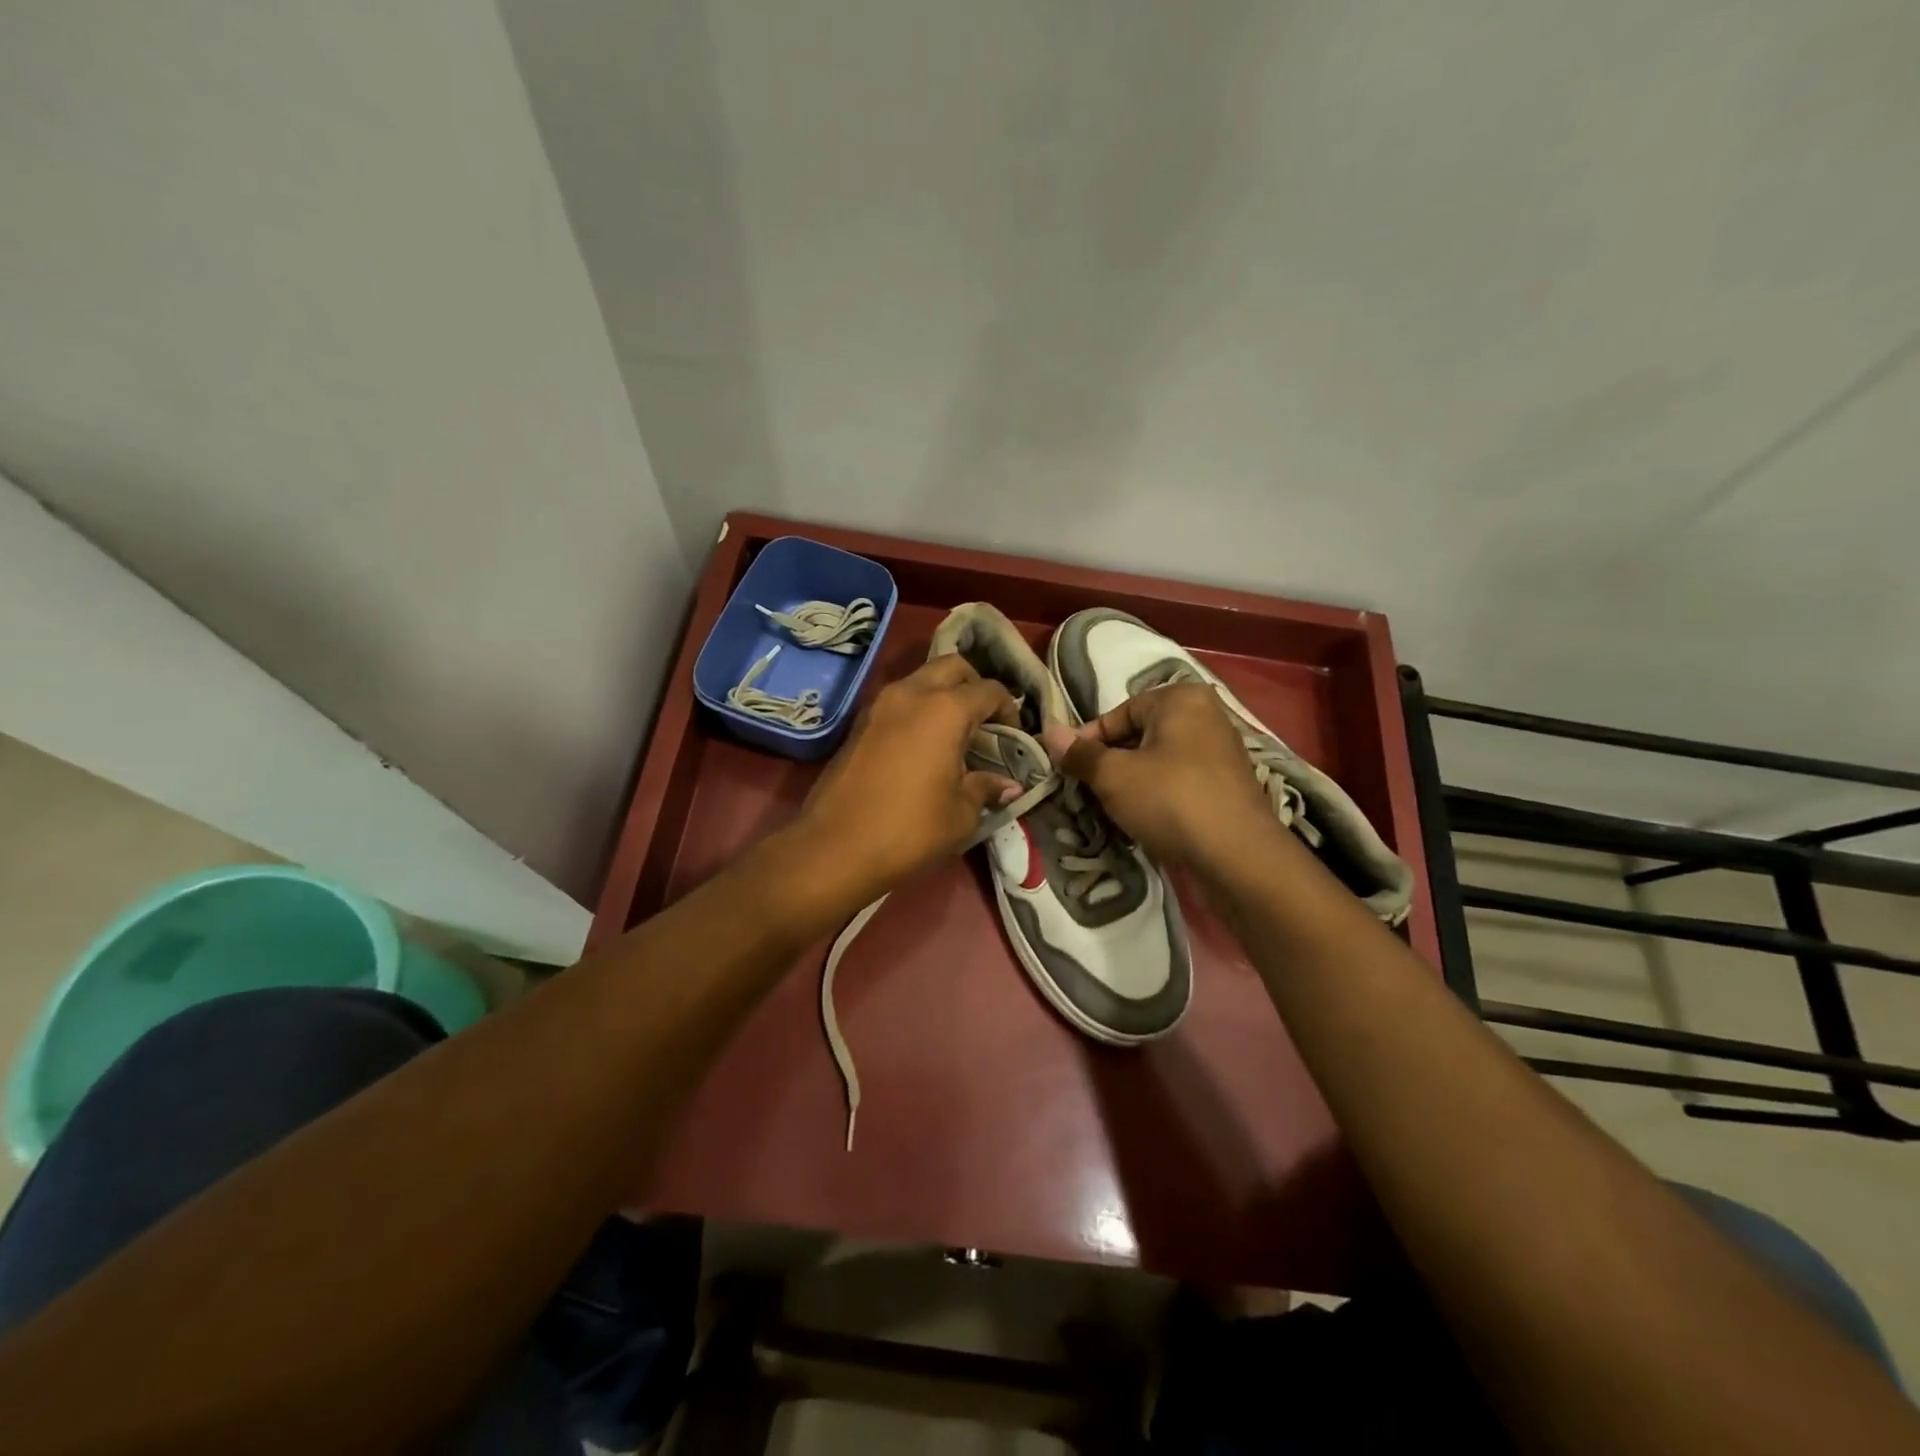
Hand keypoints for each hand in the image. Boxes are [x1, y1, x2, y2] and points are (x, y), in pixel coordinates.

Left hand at [792, 656, 1021, 898]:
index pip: (989, 690)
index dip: (1009, 710)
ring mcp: (879, 705)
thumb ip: (986, 789)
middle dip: (974, 686)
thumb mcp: (961, 814)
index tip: (1013, 737)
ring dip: (943, 695)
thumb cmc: (909, 829)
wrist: (835, 847)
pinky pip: (899, 701)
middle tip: (984, 722)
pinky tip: (924, 746)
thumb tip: (1008, 785)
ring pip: (921, 679)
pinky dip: (918, 710)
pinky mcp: (859, 723)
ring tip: (955, 734)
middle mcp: (911, 693)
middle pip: (952, 667)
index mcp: (944, 709)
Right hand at [1041, 683, 1272, 867]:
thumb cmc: (1171, 801)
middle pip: (1140, 736)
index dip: (1088, 742)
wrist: (1238, 857)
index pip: (1118, 714)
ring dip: (1132, 784)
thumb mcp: (1114, 776)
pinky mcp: (1228, 786)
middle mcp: (1206, 716)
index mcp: (1181, 699)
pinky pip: (1180, 782)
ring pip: (1159, 762)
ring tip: (1113, 811)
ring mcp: (1221, 752)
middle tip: (1088, 792)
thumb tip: (1049, 732)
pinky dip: (1159, 797)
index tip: (1069, 770)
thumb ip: (1080, 754)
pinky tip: (1145, 822)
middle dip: (1111, 764)